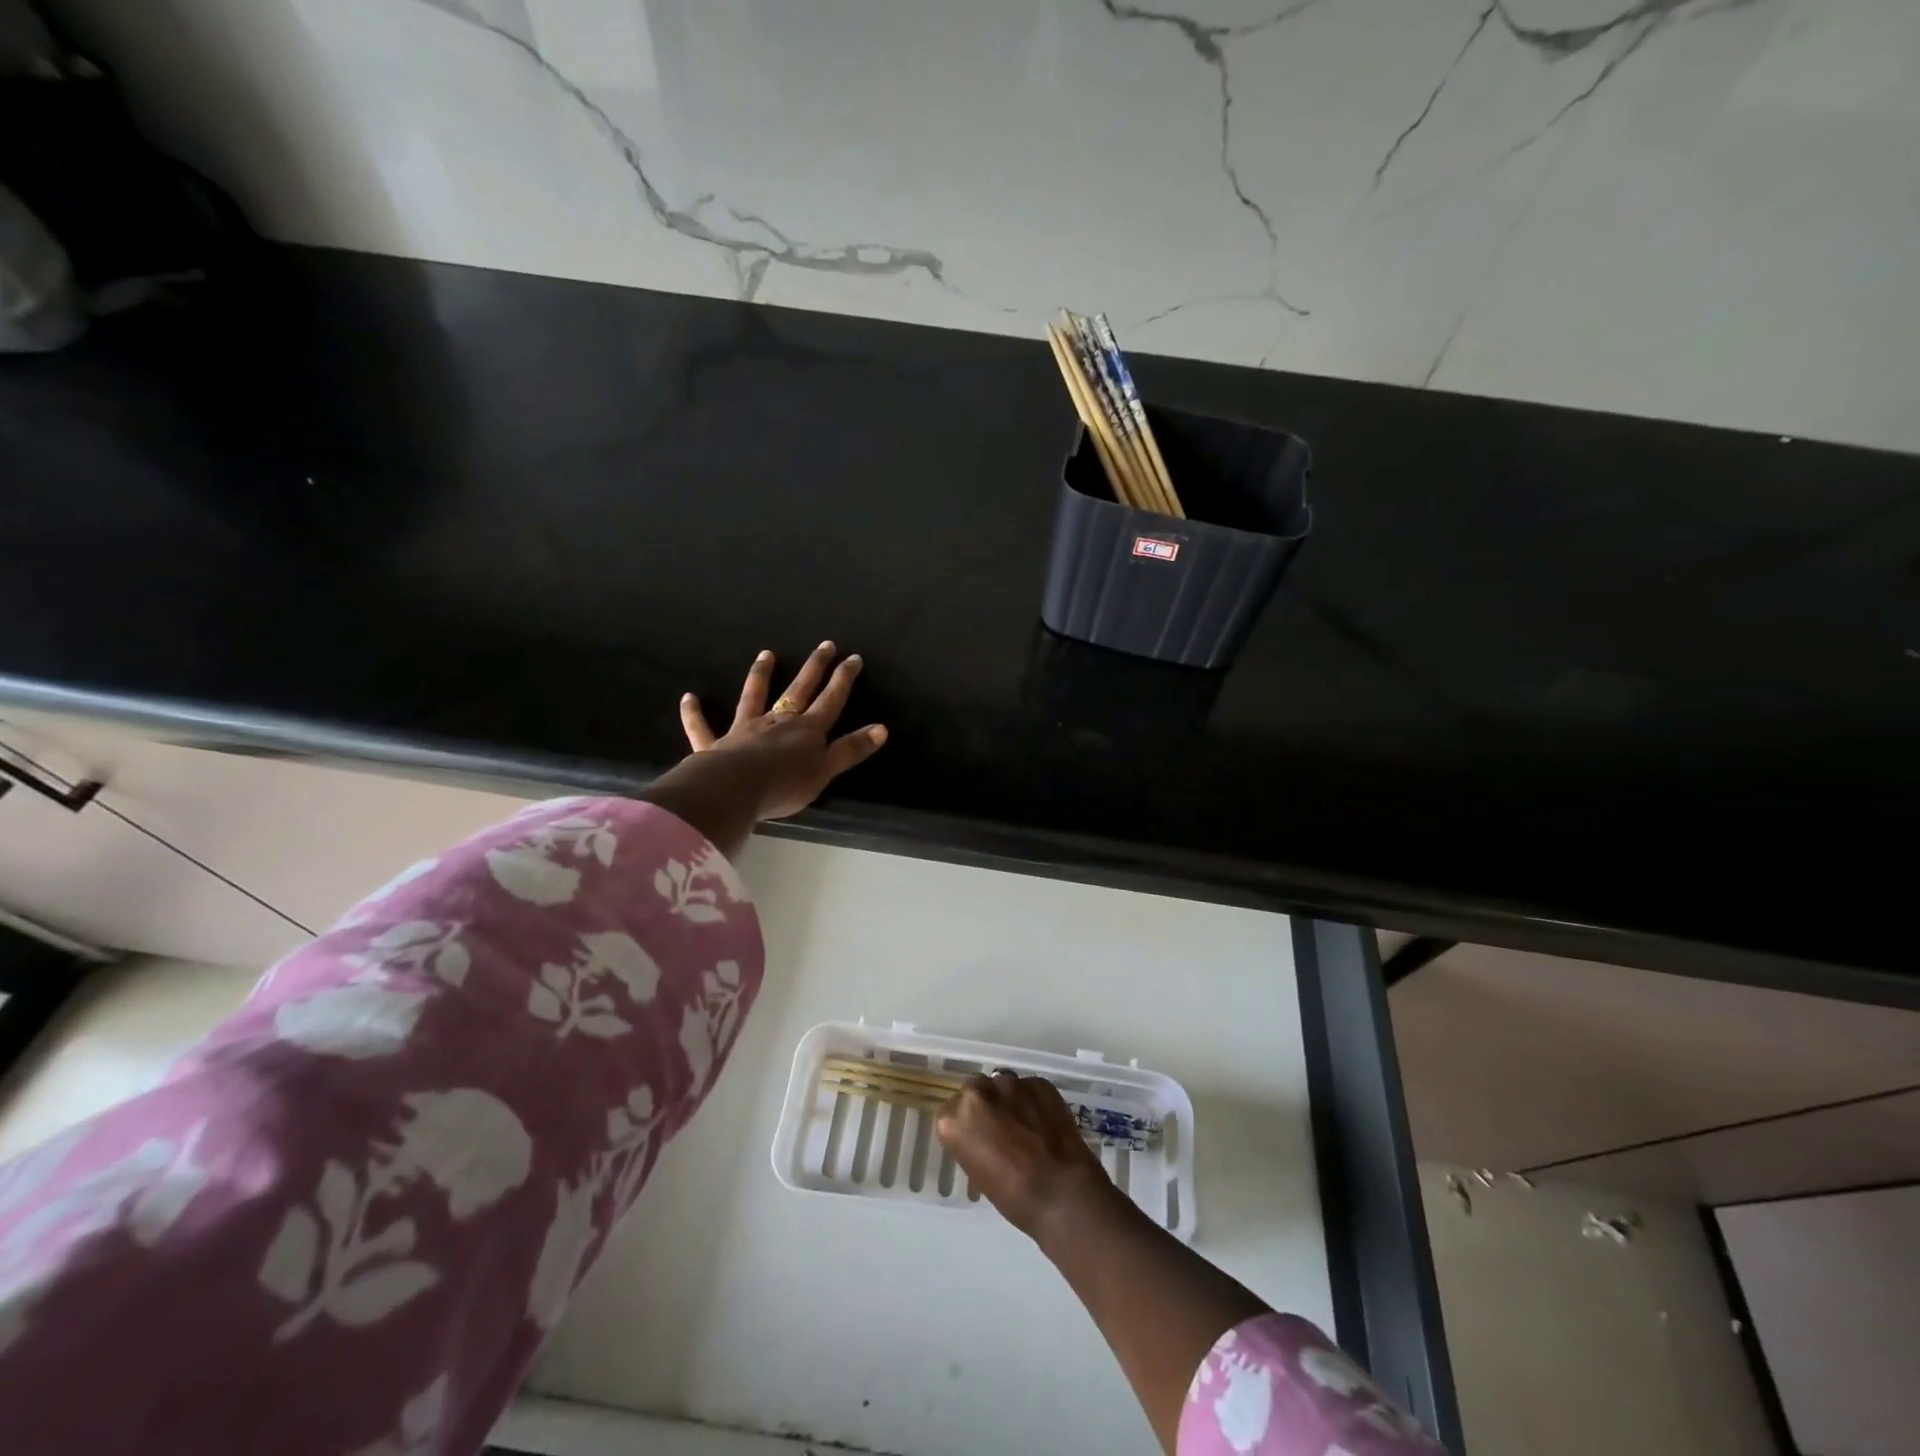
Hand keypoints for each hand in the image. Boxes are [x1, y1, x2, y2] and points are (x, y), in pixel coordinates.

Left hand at [679, 642, 887, 821]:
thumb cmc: (785, 784)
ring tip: (767, 654)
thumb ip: (851, 750)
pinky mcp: (715, 744)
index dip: (843, 680)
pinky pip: (702, 727)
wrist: (736, 789)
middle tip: (824, 645)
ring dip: (760, 675)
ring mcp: (745, 729)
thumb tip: (882, 728)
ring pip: (754, 696)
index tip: (853, 658)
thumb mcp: (826, 770)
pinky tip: (689, 697)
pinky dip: (694, 713)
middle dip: (814, 667)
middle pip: (799, 690)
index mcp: (806, 730)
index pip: (831, 700)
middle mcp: (777, 721)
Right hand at [937, 1070, 1118, 1241]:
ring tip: (1025, 1123)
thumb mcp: (979, 1173)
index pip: (950, 1112)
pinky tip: (1044, 1122)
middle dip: (985, 1104)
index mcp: (953, 1119)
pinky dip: (1034, 1101)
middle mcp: (977, 1093)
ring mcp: (1010, 1083)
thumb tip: (985, 1139)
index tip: (977, 1138)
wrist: (1061, 1192)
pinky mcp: (1039, 1082)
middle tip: (1000, 1128)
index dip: (966, 1125)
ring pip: (1003, 1084)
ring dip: (1009, 1099)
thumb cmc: (1013, 1197)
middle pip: (975, 1089)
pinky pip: (1030, 1088)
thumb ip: (974, 1144)